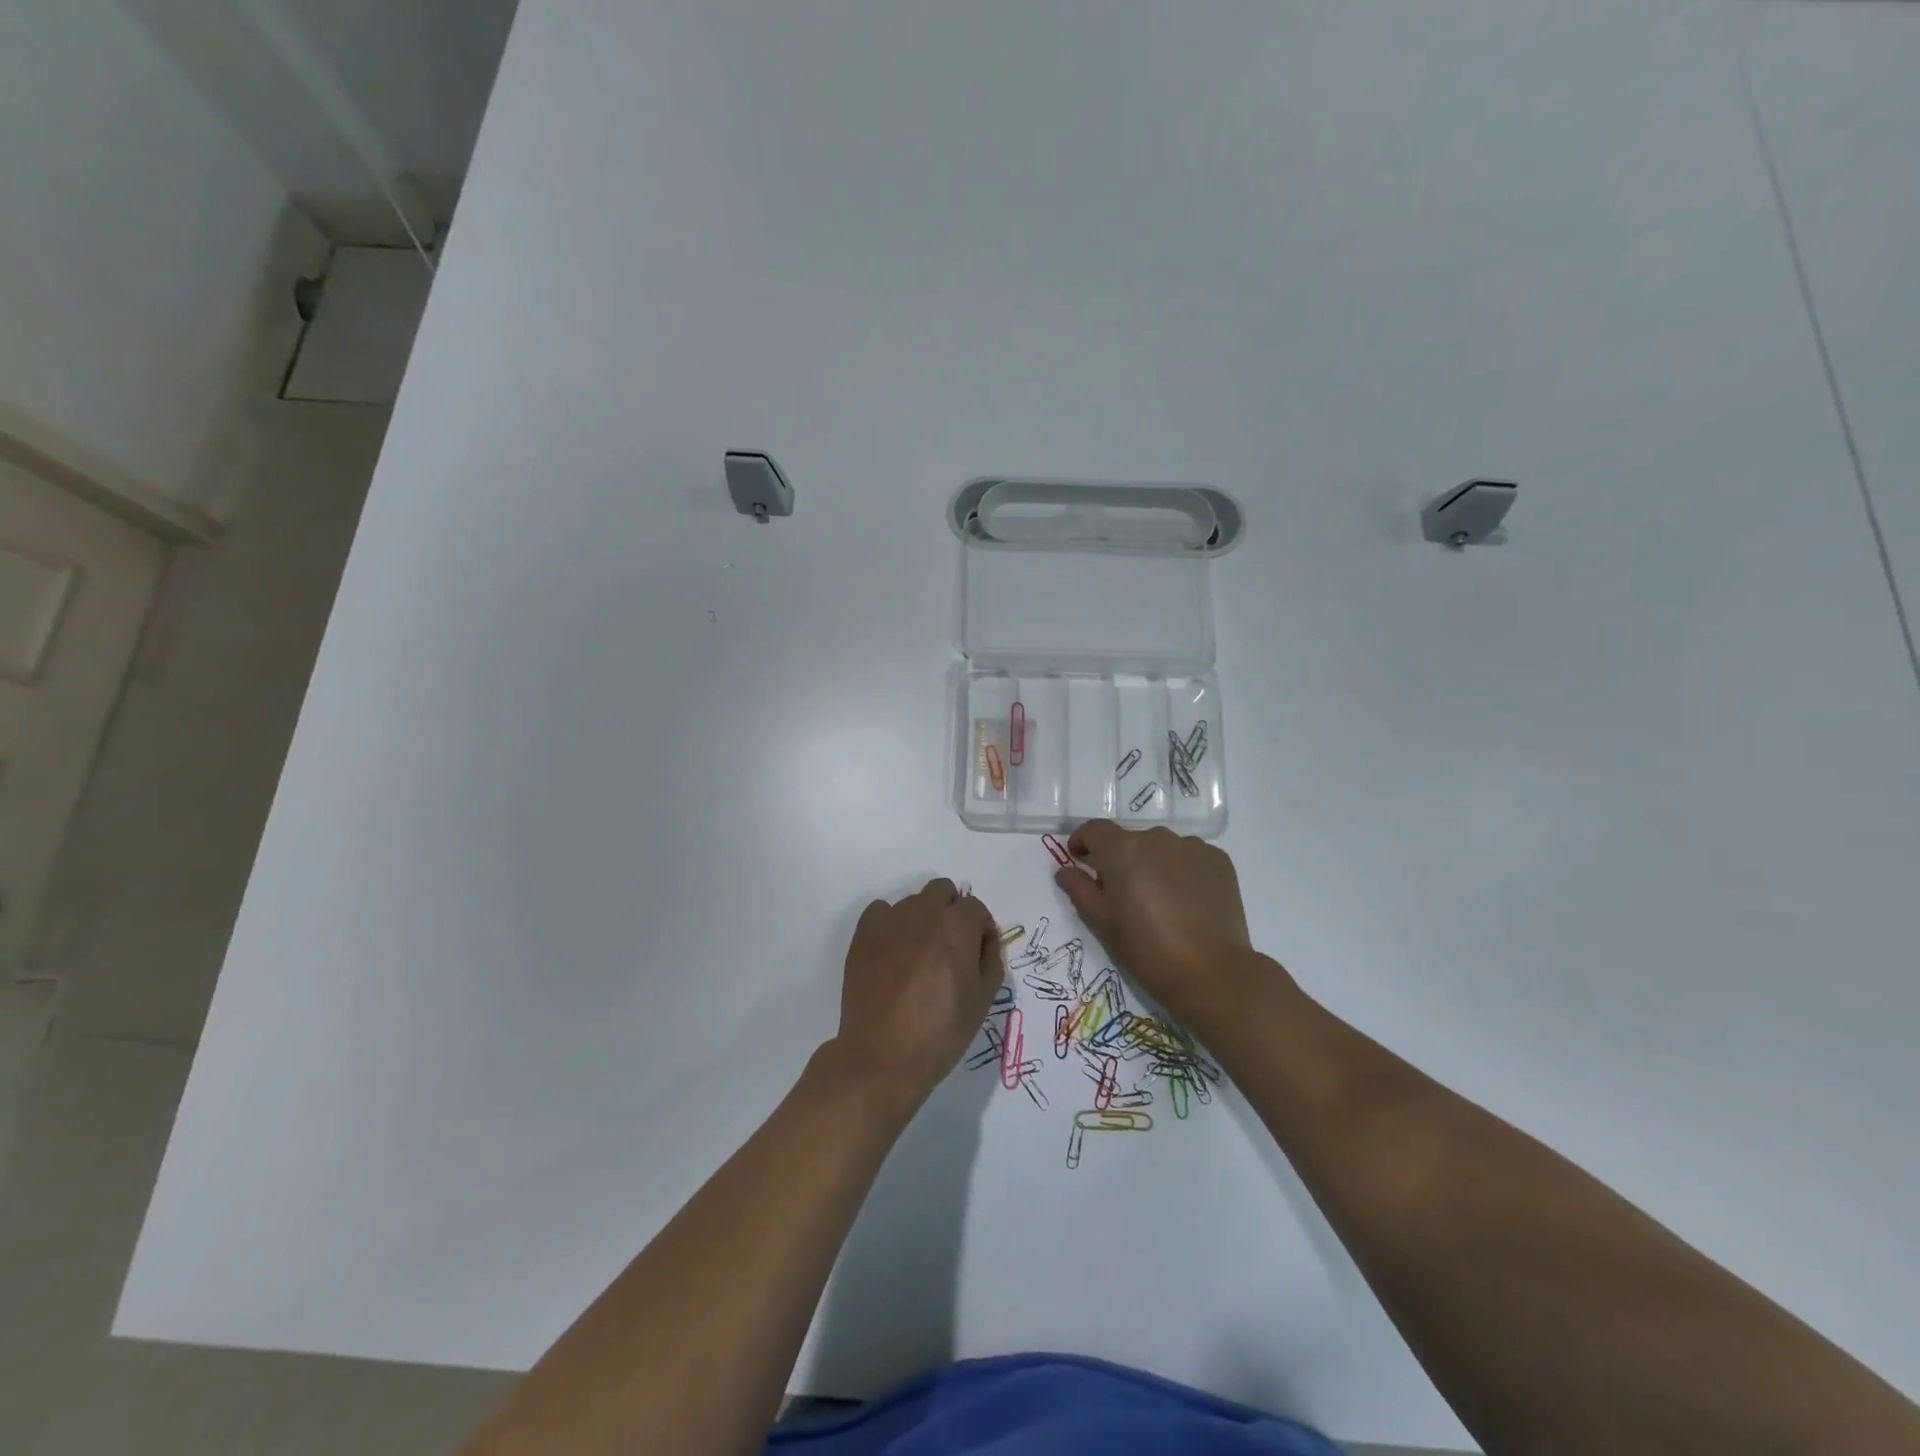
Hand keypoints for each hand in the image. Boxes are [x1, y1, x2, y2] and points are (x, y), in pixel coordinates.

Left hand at [832, 878, 1004, 1114]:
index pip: (976, 908)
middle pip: (943, 891)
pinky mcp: (864, 932)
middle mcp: (924, 912)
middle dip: (951, 912)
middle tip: (949, 949)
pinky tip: (892, 954)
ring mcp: (890, 920)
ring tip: (918, 957)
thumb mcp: (983, 1000)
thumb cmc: (940, 1032)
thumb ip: (990, 960)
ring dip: (922, 919)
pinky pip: (882, 911)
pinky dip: (890, 924)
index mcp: (957, 926)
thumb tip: (984, 941)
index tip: (977, 956)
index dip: (981, 931)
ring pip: (913, 902)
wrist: (882, 1056)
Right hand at [1054, 821, 1265, 1022]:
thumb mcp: (1102, 921)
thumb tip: (1065, 870)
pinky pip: (1190, 857)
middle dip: (1121, 858)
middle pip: (1130, 839)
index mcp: (1122, 849)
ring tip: (1158, 898)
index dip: (1083, 841)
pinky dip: (1182, 870)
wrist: (1210, 970)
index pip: (1095, 829)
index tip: (1079, 858)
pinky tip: (1185, 900)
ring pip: (1162, 848)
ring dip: (1153, 863)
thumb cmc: (1145, 947)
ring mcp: (1192, 846)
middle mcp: (1157, 838)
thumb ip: (1079, 888)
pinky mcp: (1218, 860)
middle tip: (1122, 891)